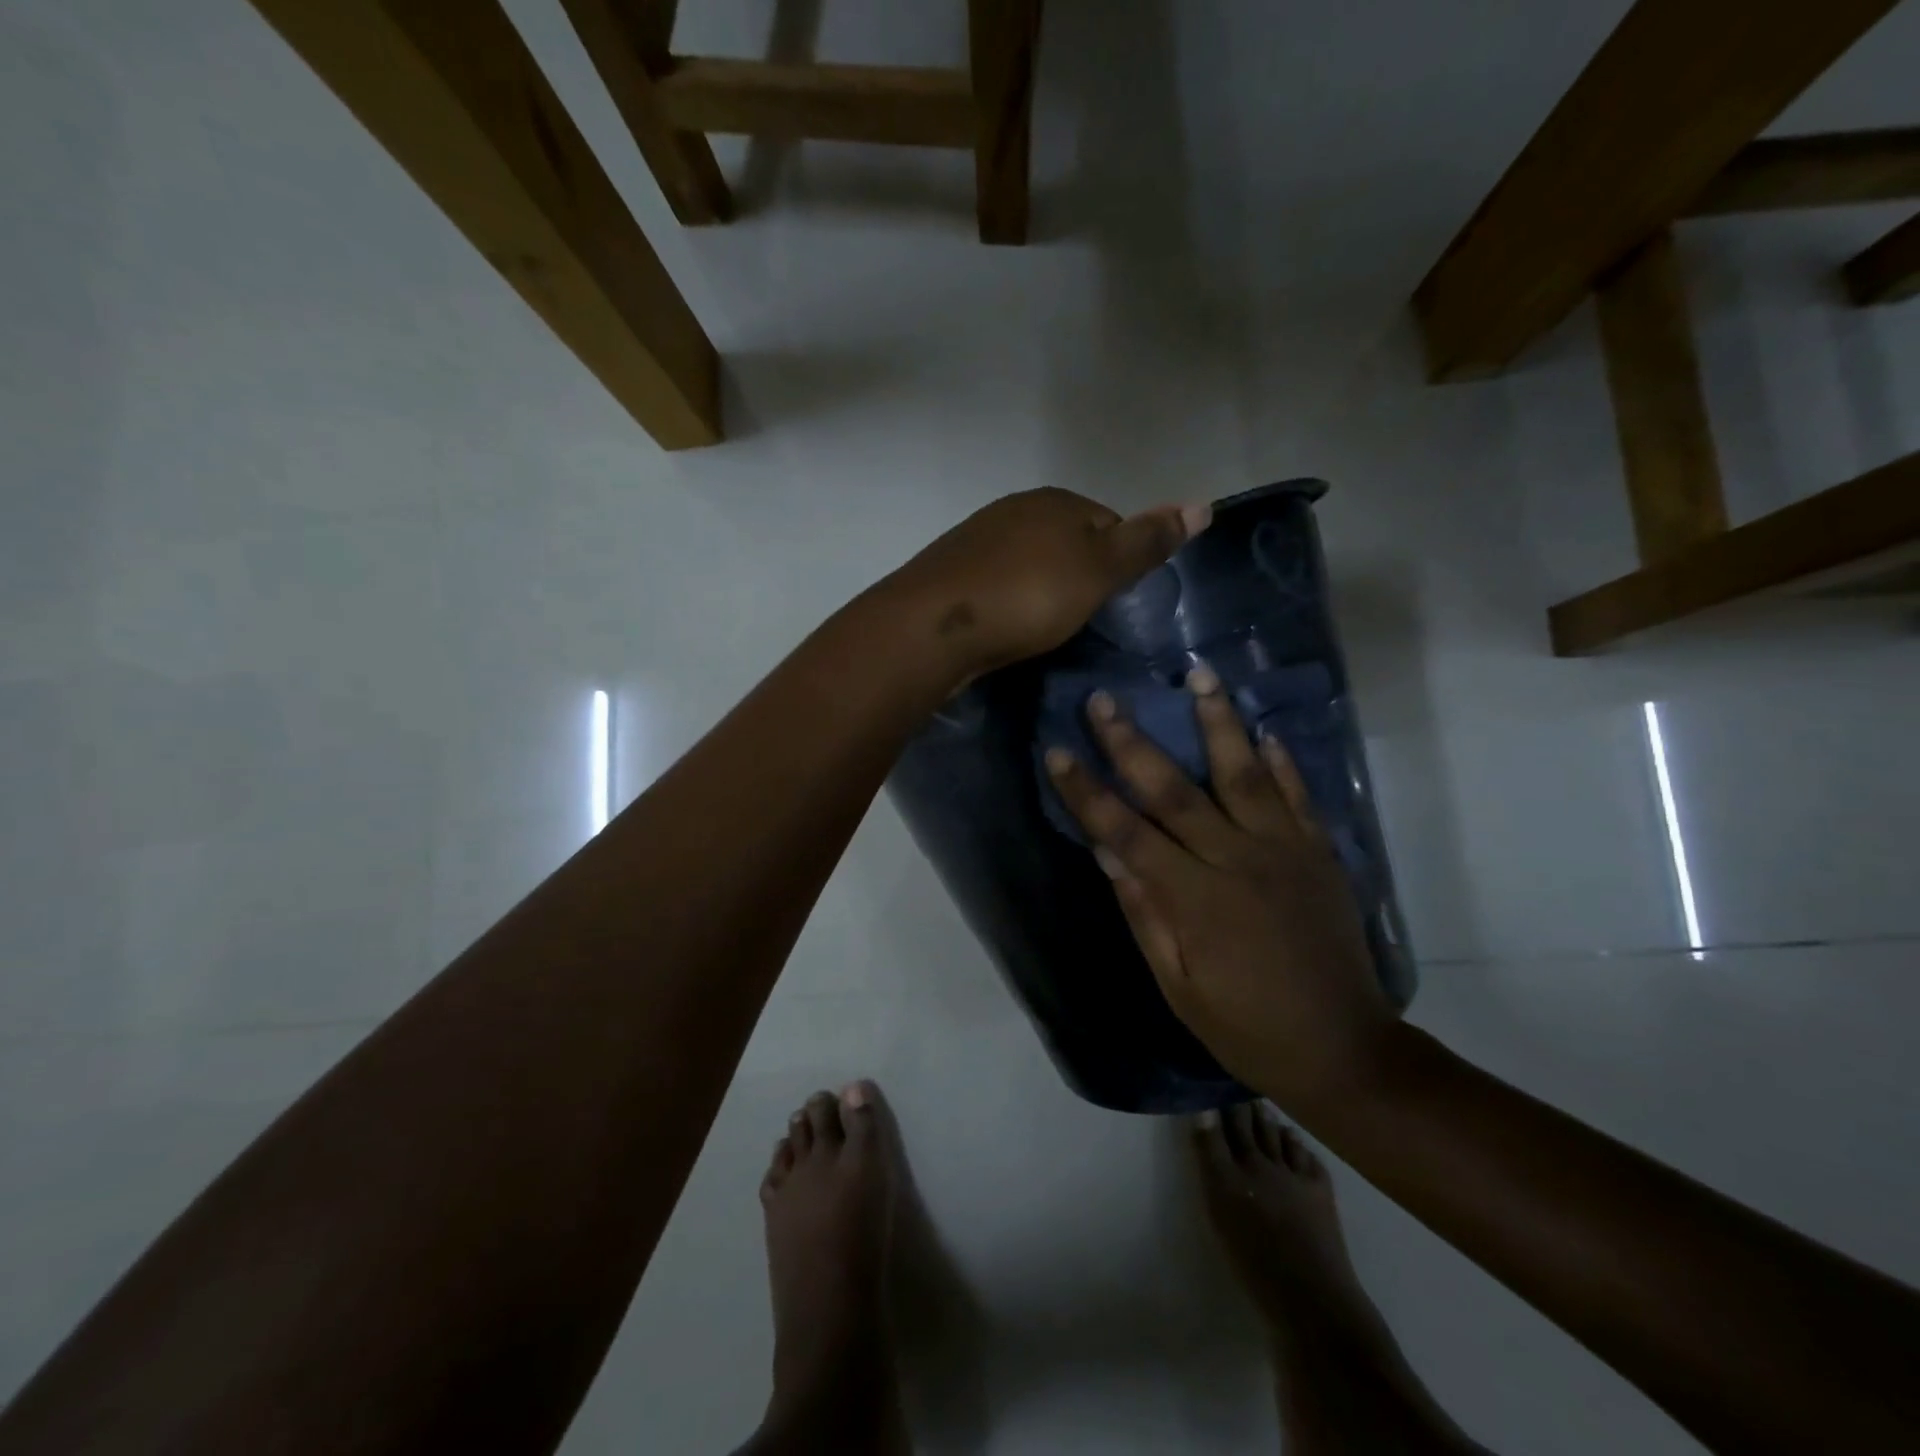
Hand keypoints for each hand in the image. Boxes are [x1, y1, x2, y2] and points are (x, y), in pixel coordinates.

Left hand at [883, 489, 1210, 686]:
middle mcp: (1014, 510)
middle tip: (1083, 619)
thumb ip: (1146, 541)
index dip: (1119, 561)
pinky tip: (1008, 627)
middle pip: (1066, 541)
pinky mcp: (952, 574)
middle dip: (1079, 576)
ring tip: (1045, 629)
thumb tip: (1203, 504)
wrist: (935, 627)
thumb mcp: (1099, 569)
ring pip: (1029, 563)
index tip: (1116, 602)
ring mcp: (977, 540)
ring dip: (1042, 590)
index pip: (1107, 522)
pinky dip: (1010, 602)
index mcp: (1054, 501)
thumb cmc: (1028, 595)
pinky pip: (997, 584)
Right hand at [1045, 667, 1399, 1111]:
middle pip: (1174, 790)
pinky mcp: (1320, 853)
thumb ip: (1145, 913)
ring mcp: (1285, 851)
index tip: (1057, 752)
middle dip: (1133, 742)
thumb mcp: (1179, 985)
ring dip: (1217, 723)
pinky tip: (1263, 730)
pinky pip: (1298, 796)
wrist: (1344, 1050)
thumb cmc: (1247, 1027)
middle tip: (1104, 699)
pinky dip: (1281, 762)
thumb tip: (1107, 852)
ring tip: (1198, 675)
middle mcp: (1237, 861)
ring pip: (1242, 774)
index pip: (1126, 831)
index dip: (1087, 792)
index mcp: (1195, 897)